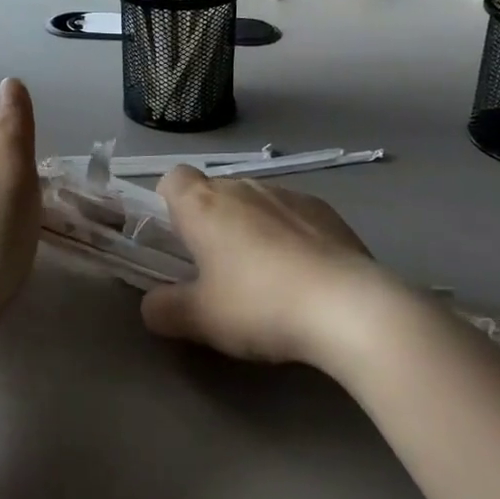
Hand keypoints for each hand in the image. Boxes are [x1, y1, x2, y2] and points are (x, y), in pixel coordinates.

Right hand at [140, 167, 397, 366]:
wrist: (346, 306)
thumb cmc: (259, 305)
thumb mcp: (200, 320)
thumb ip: (165, 309)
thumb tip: (152, 304)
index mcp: (204, 205)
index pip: (173, 178)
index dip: (169, 204)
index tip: (179, 241)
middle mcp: (243, 187)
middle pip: (215, 192)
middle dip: (211, 222)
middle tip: (217, 270)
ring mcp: (288, 194)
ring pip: (255, 202)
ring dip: (251, 228)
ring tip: (266, 277)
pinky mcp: (325, 209)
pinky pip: (292, 214)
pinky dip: (289, 234)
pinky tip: (304, 274)